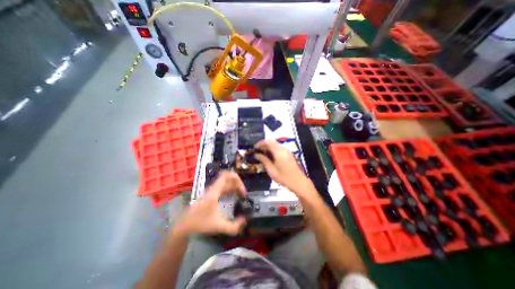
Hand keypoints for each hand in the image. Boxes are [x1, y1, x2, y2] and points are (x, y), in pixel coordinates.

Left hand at [174, 172, 246, 236]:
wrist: (184, 225)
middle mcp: (214, 188)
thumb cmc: (200, 223)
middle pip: (228, 178)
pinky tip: (234, 196)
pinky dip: (230, 189)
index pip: (226, 176)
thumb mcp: (218, 227)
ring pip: (226, 182)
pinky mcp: (211, 194)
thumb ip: (233, 227)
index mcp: (214, 192)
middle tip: (243, 194)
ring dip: (234, 186)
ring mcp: (212, 190)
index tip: (242, 189)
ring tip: (241, 195)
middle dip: (238, 184)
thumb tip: (245, 220)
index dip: (237, 178)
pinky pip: (223, 187)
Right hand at [254, 139, 309, 190]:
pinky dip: (272, 149)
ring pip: (275, 144)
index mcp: (279, 152)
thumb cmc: (284, 177)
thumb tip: (256, 155)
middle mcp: (283, 149)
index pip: (268, 142)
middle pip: (271, 141)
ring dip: (268, 147)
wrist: (298, 182)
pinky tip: (269, 156)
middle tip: (257, 150)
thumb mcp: (271, 170)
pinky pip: (279, 148)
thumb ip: (264, 160)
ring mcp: (287, 151)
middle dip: (263, 144)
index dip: (260, 143)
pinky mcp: (288, 154)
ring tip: (262, 153)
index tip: (254, 148)